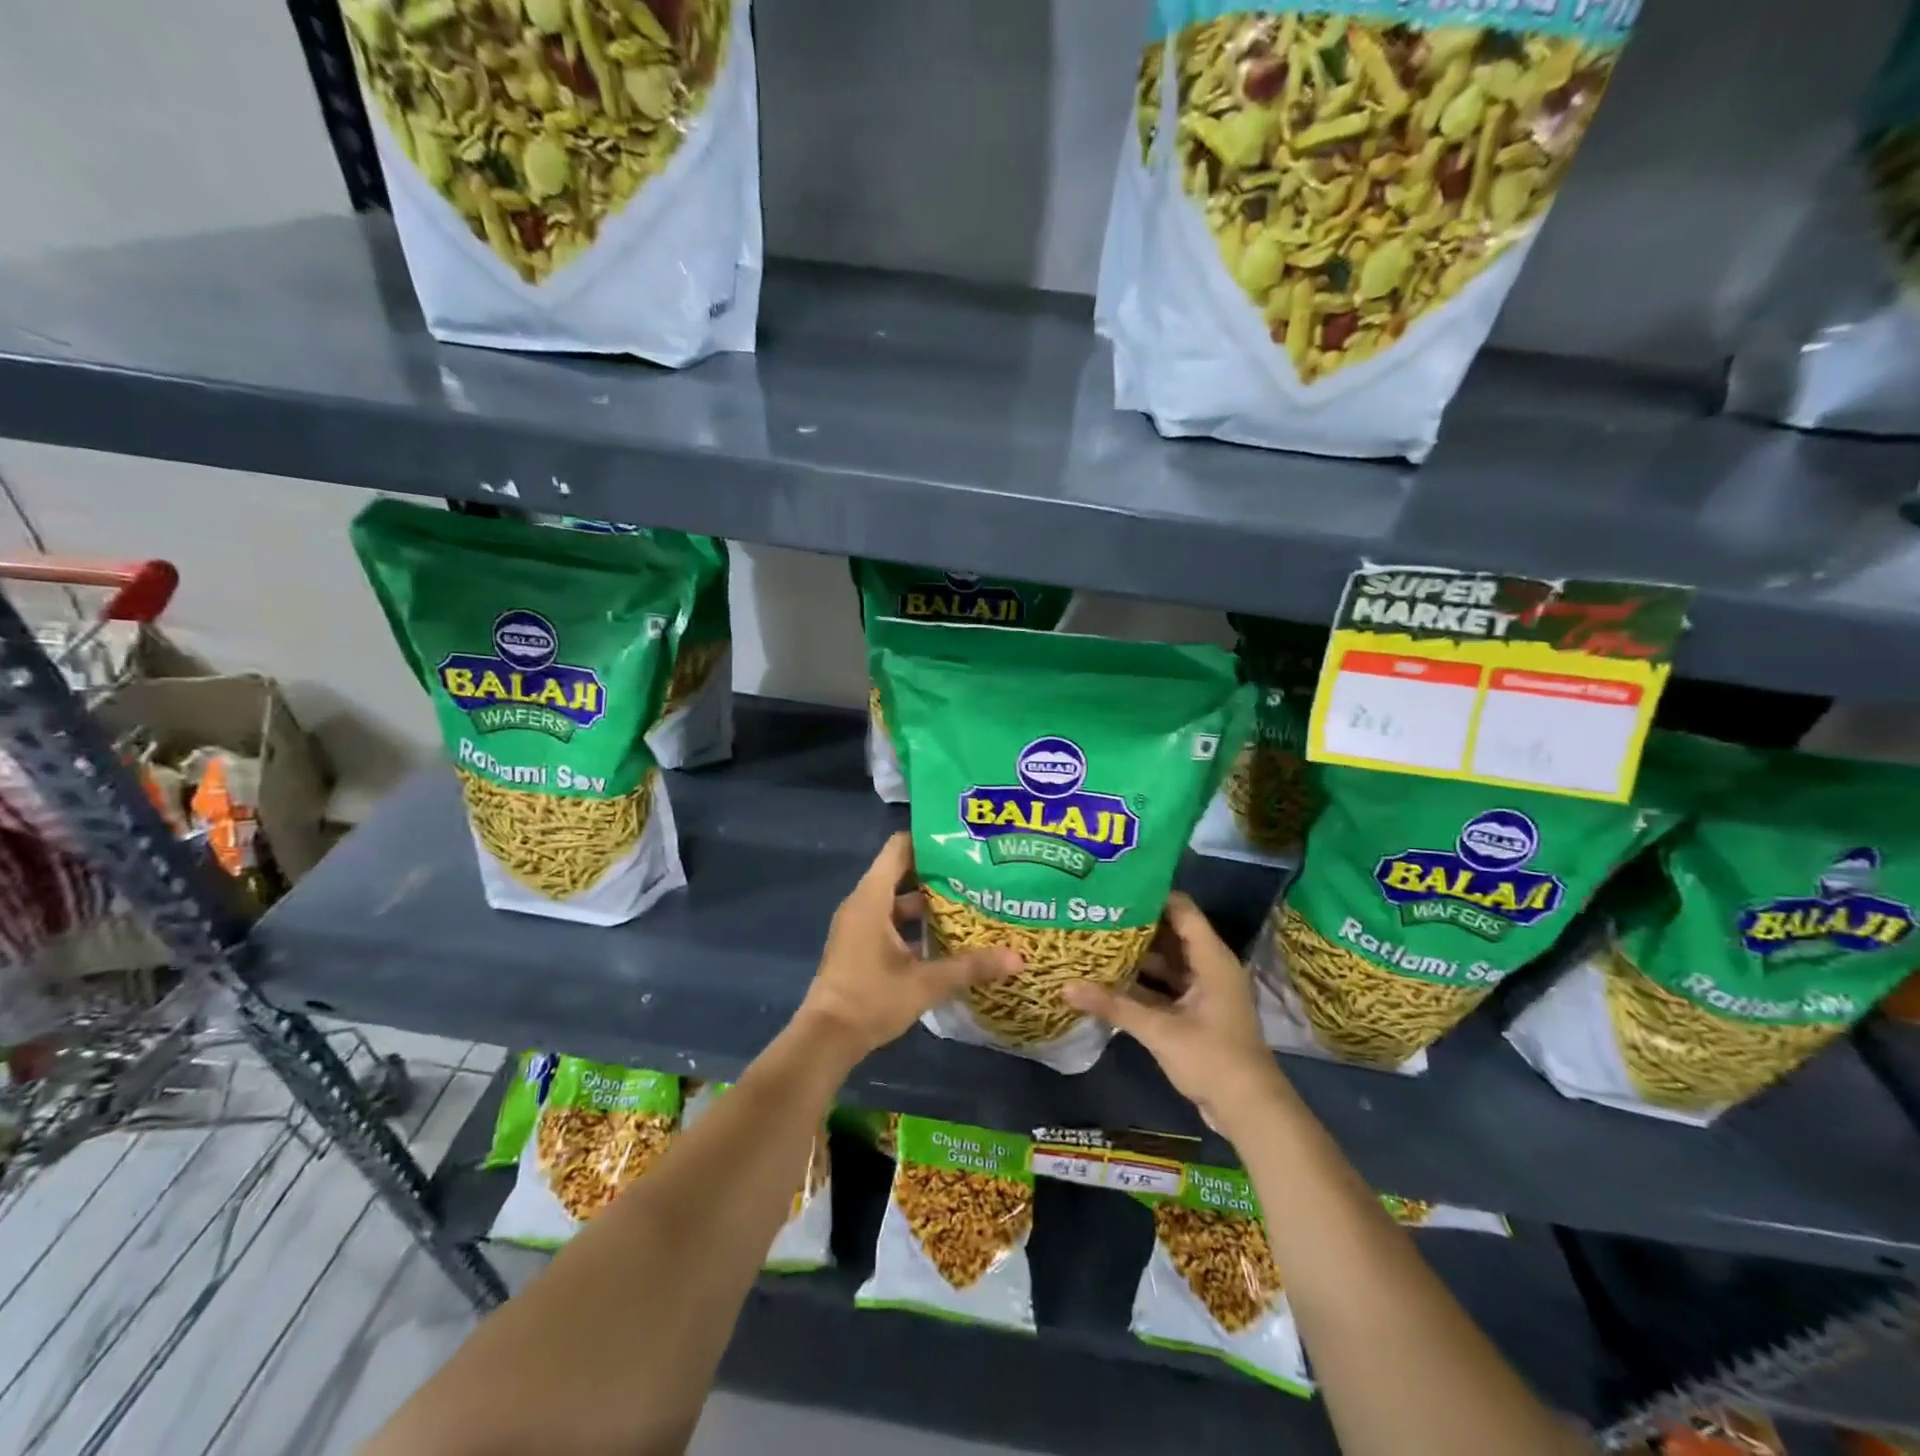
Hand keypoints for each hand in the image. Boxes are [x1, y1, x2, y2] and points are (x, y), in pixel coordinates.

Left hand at [796, 832, 1019, 1064]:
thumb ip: (970, 967)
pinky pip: (890, 921)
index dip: (929, 841)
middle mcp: (862, 904)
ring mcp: (859, 926)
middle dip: (938, 873)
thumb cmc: (871, 999)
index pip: (899, 847)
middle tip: (977, 874)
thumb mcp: (925, 983)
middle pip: (902, 872)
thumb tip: (1018, 958)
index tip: (963, 845)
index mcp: (872, 898)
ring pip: (897, 900)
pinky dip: (915, 925)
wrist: (825, 1040)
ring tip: (969, 904)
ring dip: (928, 903)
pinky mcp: (859, 946)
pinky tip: (946, 939)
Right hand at [1063, 892, 1289, 1142]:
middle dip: (1134, 924)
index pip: (1181, 909)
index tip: (1114, 885)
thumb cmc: (1212, 1059)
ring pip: (1165, 961)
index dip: (1150, 894)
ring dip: (1136, 955)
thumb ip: (1113, 1005)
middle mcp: (1208, 967)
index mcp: (1211, 958)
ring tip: (1095, 939)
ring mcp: (1202, 991)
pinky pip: (1164, 986)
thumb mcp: (1159, 1030)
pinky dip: (1141, 982)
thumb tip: (1065, 985)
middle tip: (1095, 911)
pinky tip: (1108, 978)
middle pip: (1169, 933)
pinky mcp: (1195, 1013)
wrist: (1249, 1111)